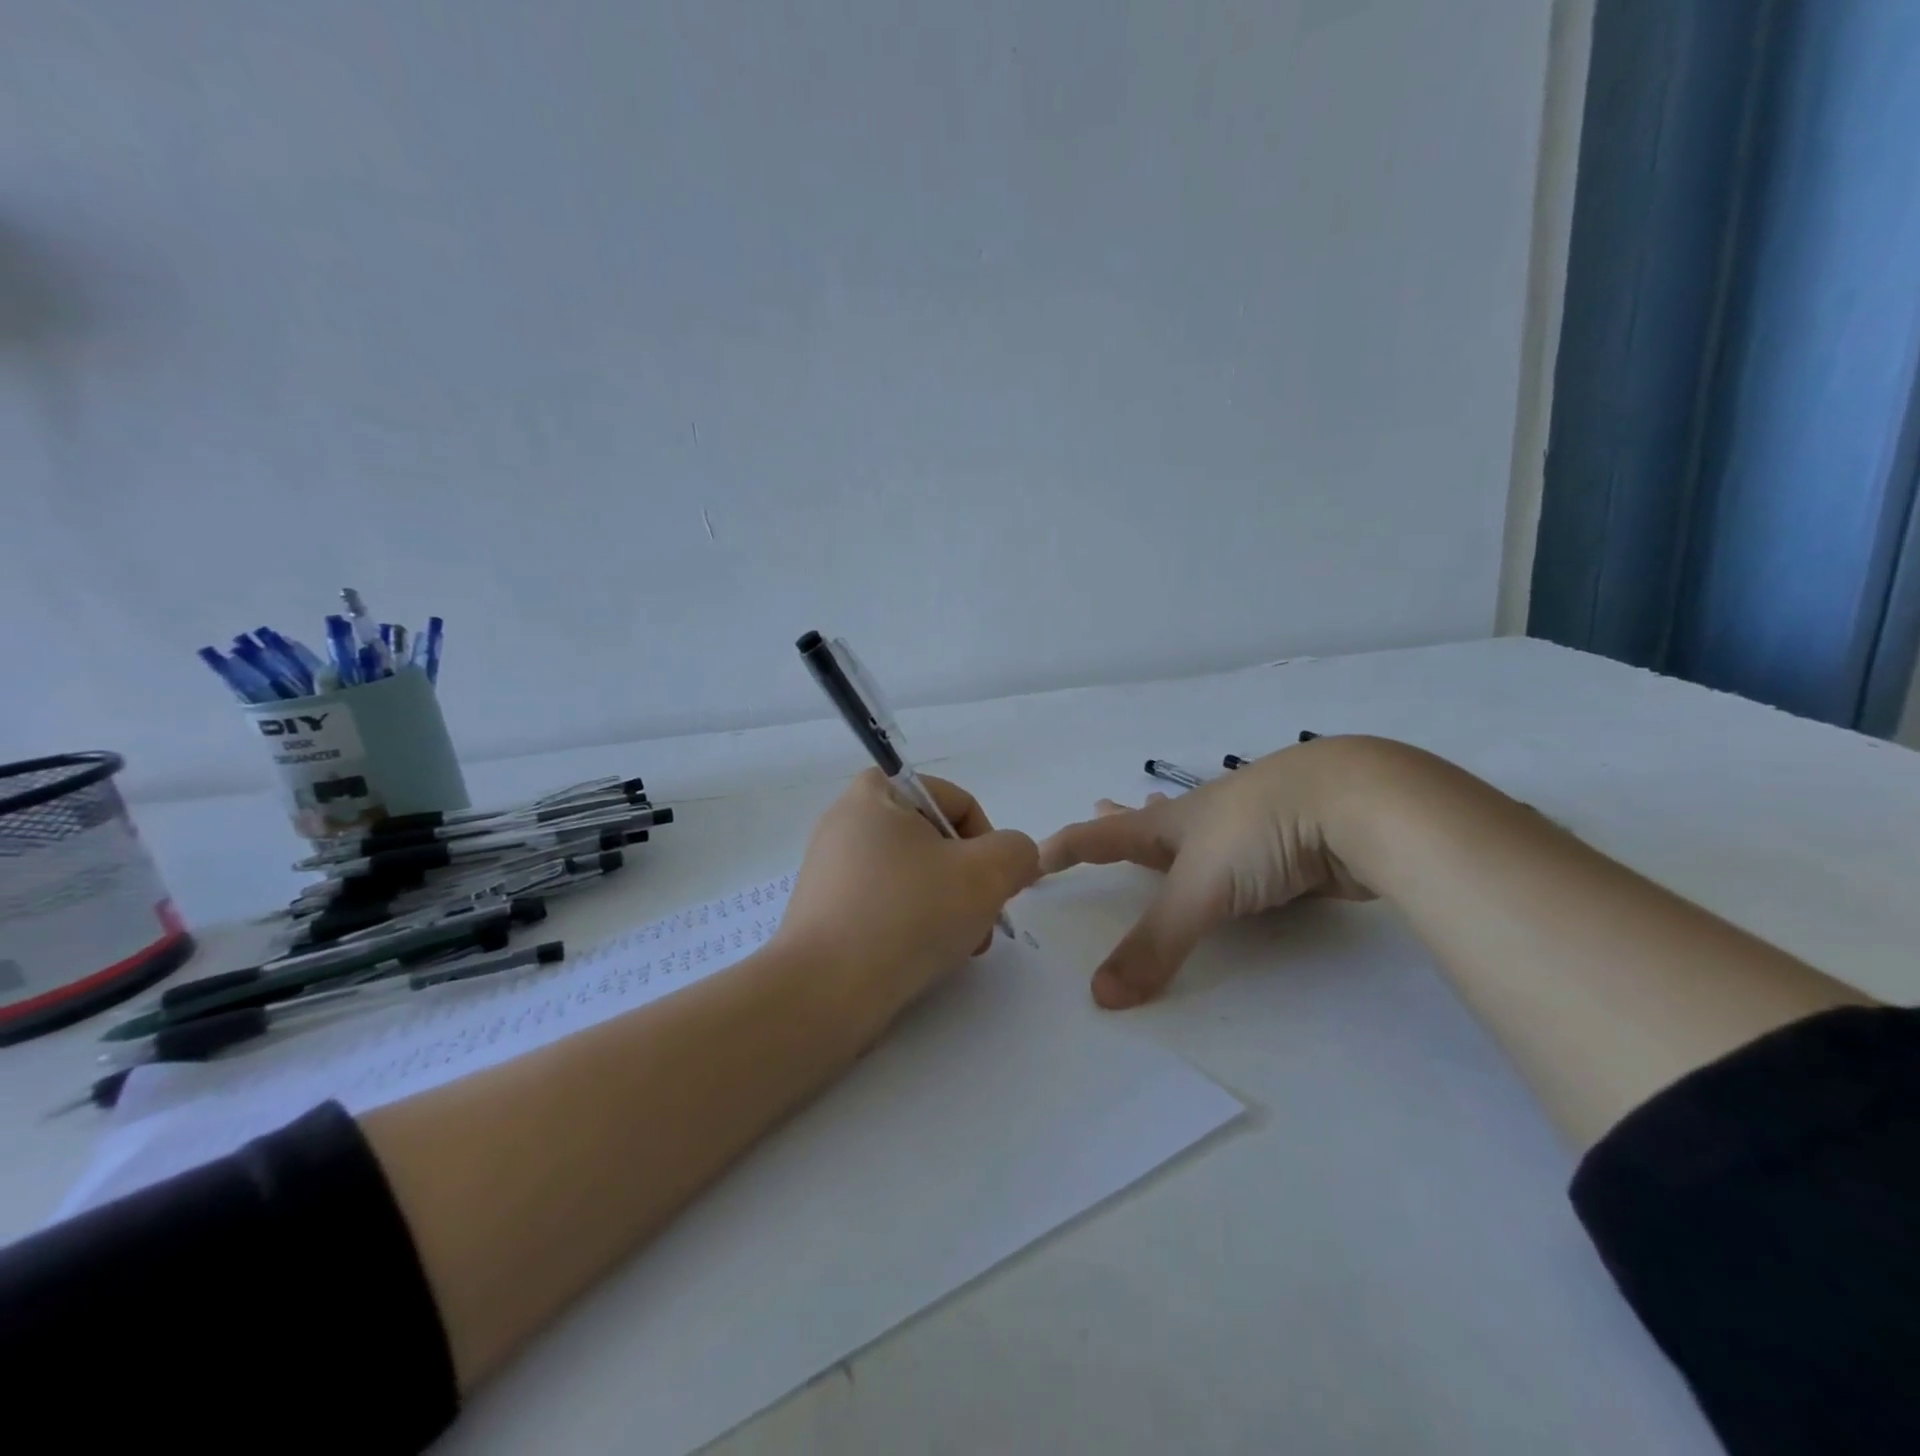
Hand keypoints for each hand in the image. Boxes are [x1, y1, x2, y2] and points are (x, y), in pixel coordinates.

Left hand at [777, 769, 1039, 1038]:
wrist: (825, 992)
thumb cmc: (907, 914)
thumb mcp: (985, 874)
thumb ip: (1017, 852)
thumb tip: (1016, 858)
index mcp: (877, 792)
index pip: (957, 801)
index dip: (988, 842)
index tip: (995, 886)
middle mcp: (848, 821)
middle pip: (936, 841)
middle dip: (970, 882)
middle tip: (983, 922)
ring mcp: (832, 868)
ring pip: (914, 877)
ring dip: (948, 907)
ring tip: (959, 947)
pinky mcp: (826, 910)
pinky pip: (885, 904)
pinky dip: (913, 924)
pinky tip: (925, 957)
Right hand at [1038, 741, 1373, 1008]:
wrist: (1361, 805)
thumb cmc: (1261, 832)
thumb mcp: (1200, 889)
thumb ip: (1154, 944)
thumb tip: (1100, 997)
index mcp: (1175, 823)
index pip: (1104, 835)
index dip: (1066, 847)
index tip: (1033, 856)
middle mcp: (1210, 820)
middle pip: (1155, 821)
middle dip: (1125, 820)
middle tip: (1101, 804)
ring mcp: (1256, 827)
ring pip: (1206, 834)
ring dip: (1180, 833)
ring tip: (1164, 824)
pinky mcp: (1297, 843)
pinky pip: (1252, 856)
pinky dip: (1235, 860)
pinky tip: (1248, 863)